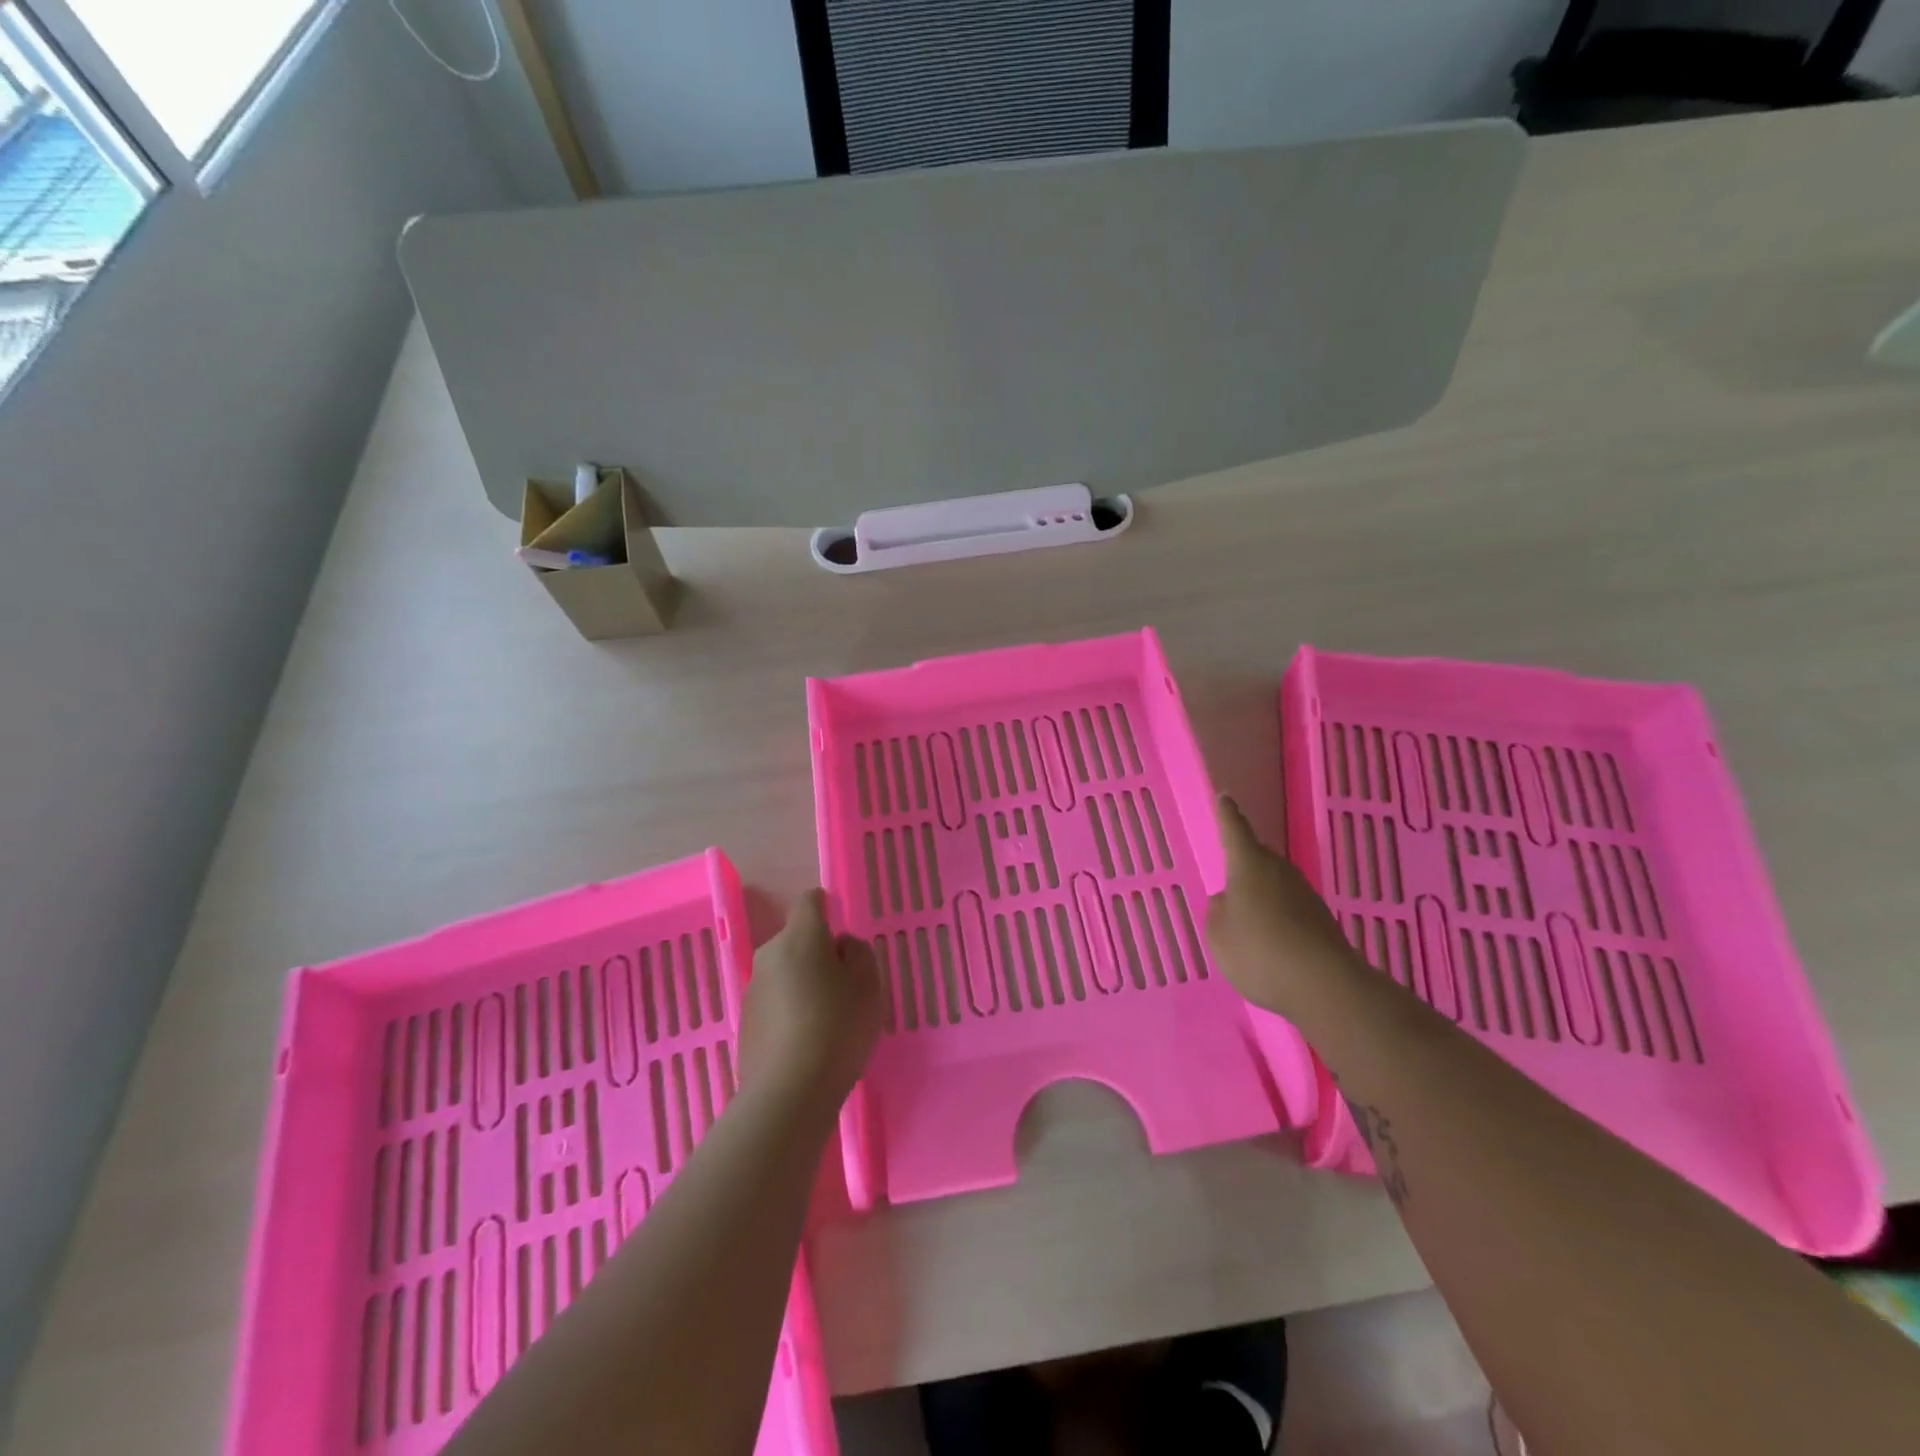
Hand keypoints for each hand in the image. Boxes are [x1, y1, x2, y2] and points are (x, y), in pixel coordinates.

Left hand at [740, 889, 883, 1108]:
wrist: (789, 1093)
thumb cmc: (837, 1027)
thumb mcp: (868, 984)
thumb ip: (857, 953)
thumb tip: (839, 945)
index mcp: (800, 936)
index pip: (811, 901)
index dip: (828, 909)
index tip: (845, 935)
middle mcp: (770, 954)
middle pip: (797, 940)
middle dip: (819, 953)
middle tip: (845, 985)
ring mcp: (753, 990)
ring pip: (785, 972)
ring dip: (804, 984)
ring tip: (828, 1019)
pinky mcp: (746, 1023)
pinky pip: (775, 1003)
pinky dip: (790, 1011)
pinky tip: (807, 1042)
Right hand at [1207, 795, 1357, 1014]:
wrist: (1324, 986)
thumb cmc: (1258, 950)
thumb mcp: (1218, 933)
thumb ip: (1218, 911)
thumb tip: (1229, 900)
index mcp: (1248, 864)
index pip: (1234, 829)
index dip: (1226, 814)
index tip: (1224, 797)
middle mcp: (1279, 870)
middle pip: (1257, 858)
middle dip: (1243, 865)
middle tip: (1229, 880)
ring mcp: (1305, 894)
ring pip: (1275, 885)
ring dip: (1261, 896)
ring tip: (1246, 921)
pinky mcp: (1321, 921)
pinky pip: (1289, 910)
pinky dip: (1277, 919)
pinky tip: (1270, 943)